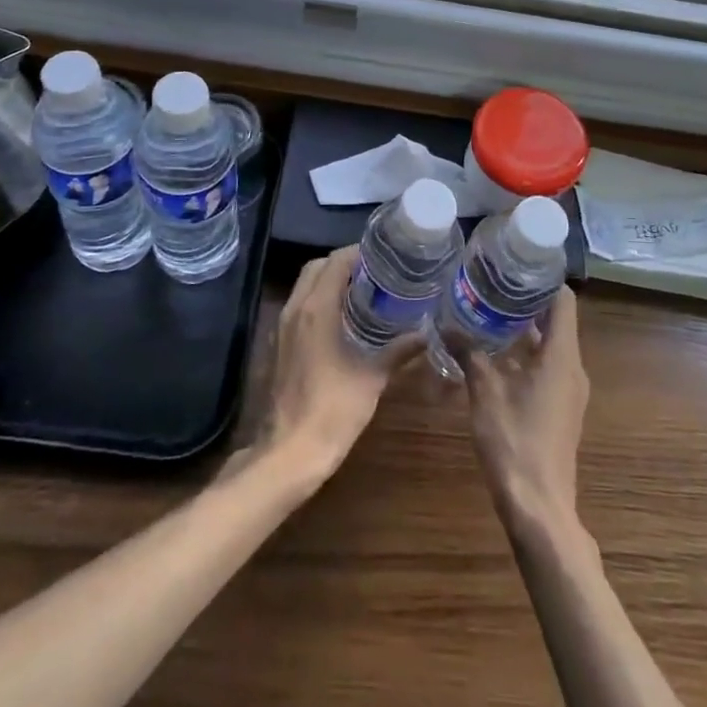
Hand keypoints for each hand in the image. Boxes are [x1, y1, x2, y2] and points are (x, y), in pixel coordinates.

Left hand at [258, 247, 419, 489]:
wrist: (289, 453)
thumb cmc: (332, 410)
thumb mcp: (372, 378)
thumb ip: (399, 350)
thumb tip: (427, 332)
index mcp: (316, 308)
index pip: (336, 261)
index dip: (359, 253)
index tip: (385, 257)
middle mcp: (295, 309)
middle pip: (316, 267)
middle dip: (343, 264)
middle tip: (376, 273)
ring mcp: (282, 327)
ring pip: (305, 286)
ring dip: (330, 281)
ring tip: (364, 292)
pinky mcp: (279, 345)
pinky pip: (299, 307)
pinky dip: (319, 301)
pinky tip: (343, 320)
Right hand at [463, 287, 588, 536]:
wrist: (539, 507)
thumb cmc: (515, 442)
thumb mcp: (485, 392)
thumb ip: (468, 352)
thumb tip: (445, 322)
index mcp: (562, 356)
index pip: (563, 301)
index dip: (542, 279)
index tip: (514, 264)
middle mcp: (572, 368)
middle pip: (555, 321)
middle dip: (525, 302)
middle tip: (490, 284)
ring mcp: (568, 391)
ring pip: (549, 346)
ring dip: (522, 330)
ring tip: (486, 312)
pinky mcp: (560, 409)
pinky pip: (546, 368)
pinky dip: (524, 355)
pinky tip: (492, 355)